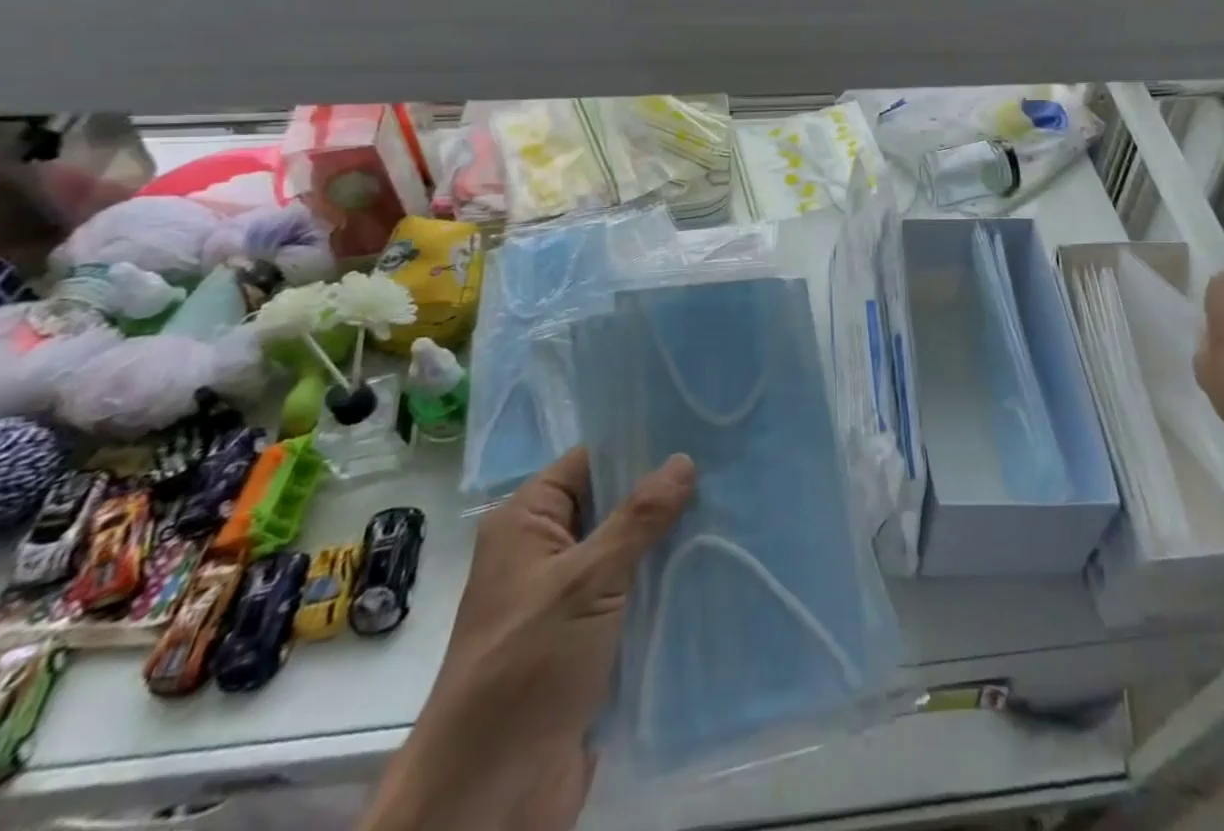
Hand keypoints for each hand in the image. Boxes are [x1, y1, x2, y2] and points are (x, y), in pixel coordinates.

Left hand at [366, 447, 694, 830]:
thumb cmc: (526, 667)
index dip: (640, 444)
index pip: (590, 461)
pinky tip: (717, 564)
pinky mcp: (591, 640)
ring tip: (736, 507)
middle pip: (615, 504)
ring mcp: (570, 598)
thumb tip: (683, 459)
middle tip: (730, 466)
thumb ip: (638, 518)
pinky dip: (668, 584)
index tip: (697, 429)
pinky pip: (635, 595)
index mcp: (528, 521)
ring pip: (630, 552)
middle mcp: (547, 551)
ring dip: (672, 541)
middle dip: (667, 493)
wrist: (488, 798)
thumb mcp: (585, 581)